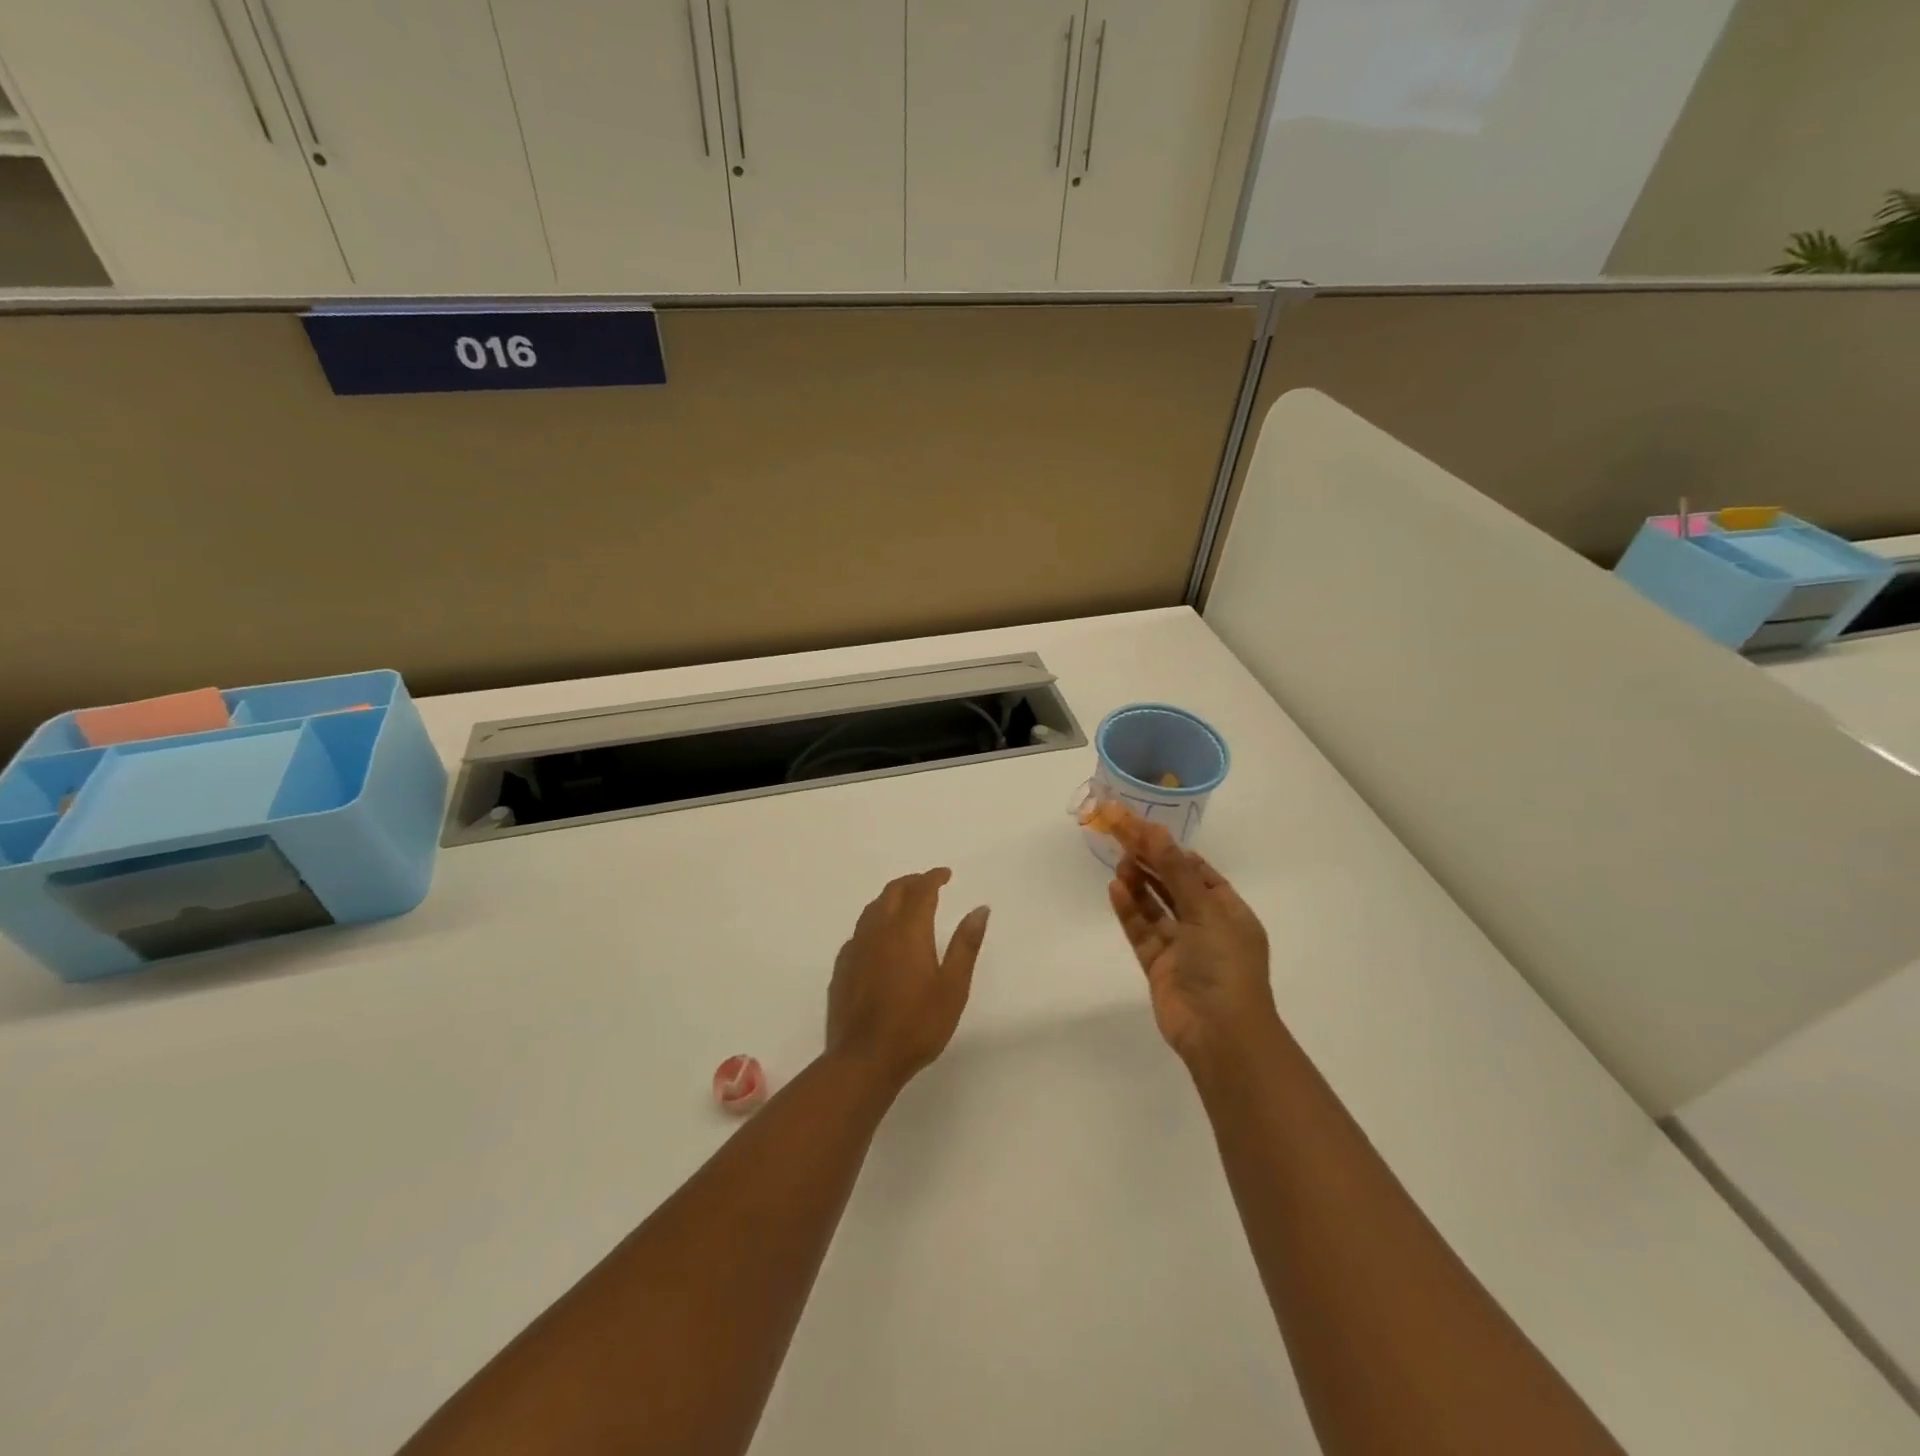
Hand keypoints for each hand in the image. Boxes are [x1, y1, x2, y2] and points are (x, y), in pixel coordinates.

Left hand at [827, 869, 989, 1092]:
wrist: (864, 1058)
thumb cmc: (917, 1024)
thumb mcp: (953, 987)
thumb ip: (965, 944)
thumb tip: (980, 908)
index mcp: (908, 931)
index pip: (921, 890)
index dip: (933, 877)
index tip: (946, 874)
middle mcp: (878, 931)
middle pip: (892, 892)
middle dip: (911, 882)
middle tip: (928, 884)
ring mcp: (856, 948)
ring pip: (872, 909)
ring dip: (890, 898)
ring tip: (905, 904)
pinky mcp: (842, 967)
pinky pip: (859, 932)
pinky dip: (874, 922)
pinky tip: (880, 939)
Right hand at [1106, 819, 1277, 1069]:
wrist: (1220, 1034)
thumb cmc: (1224, 966)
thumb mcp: (1204, 911)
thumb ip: (1175, 871)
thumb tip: (1155, 830)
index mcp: (1229, 912)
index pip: (1198, 872)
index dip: (1172, 850)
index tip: (1144, 829)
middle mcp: (1206, 927)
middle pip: (1173, 885)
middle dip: (1150, 861)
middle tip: (1121, 836)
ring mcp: (1182, 947)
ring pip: (1156, 907)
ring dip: (1139, 883)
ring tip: (1119, 862)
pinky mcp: (1159, 966)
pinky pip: (1142, 931)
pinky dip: (1130, 910)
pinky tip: (1115, 889)